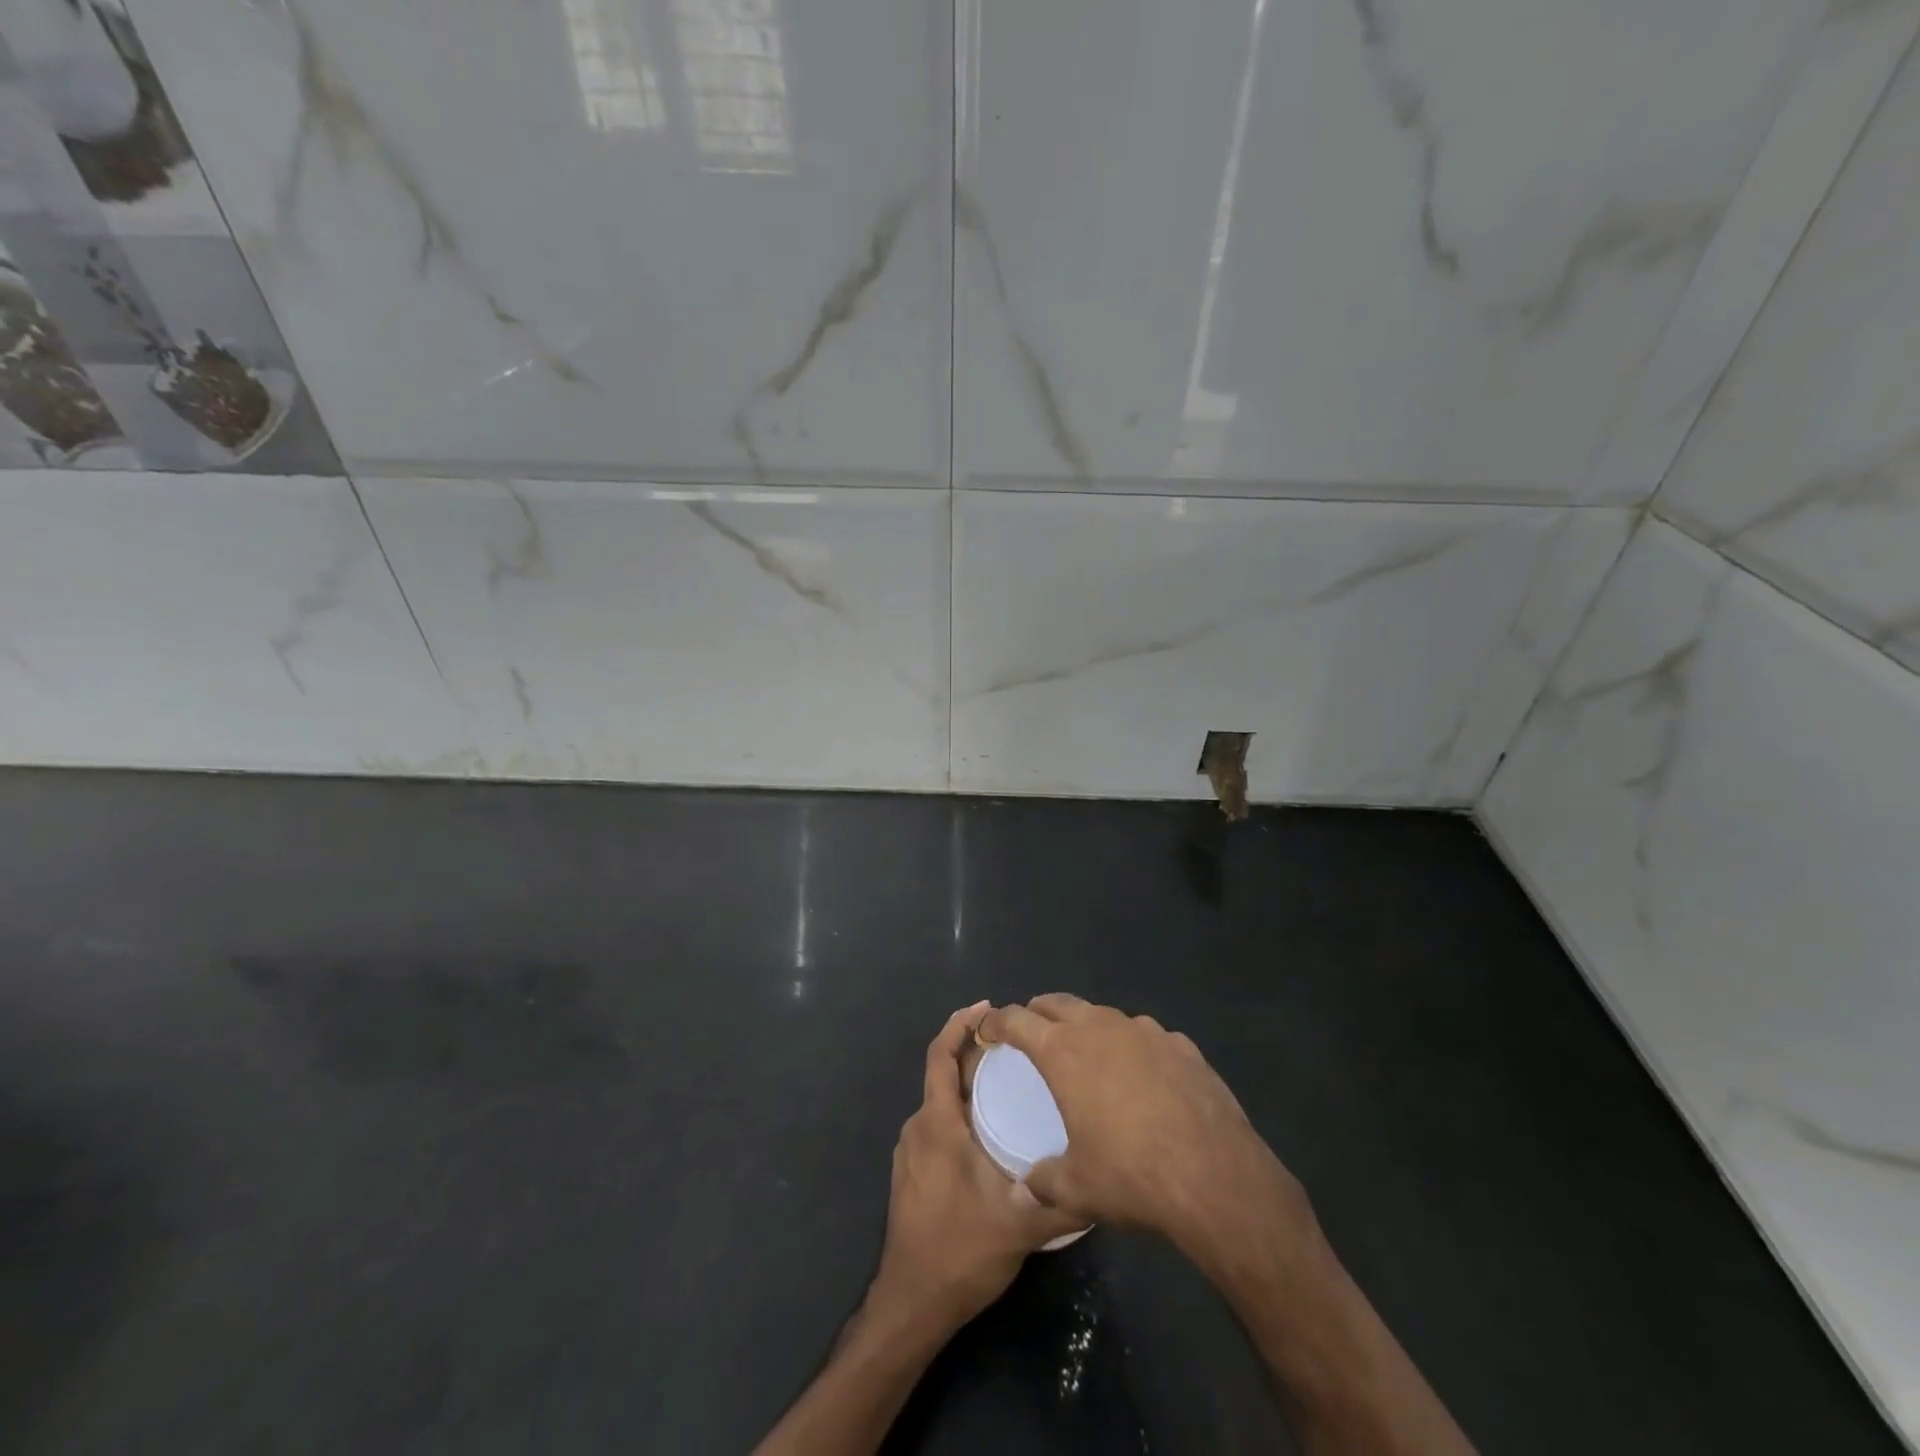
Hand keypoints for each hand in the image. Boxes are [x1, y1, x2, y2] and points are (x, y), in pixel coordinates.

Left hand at [867, 1003, 1084, 1332]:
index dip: (959, 1024)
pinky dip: (958, 1112)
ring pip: (939, 1103)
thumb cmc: (961, 1252)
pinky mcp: (910, 1173)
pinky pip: (936, 1125)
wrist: (912, 1304)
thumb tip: (1101, 1179)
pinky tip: (987, 1131)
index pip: (940, 1056)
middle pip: (942, 1075)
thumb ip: (1062, 1200)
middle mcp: (918, 1128)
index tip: (987, 1007)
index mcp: (937, 1124)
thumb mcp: (1020, 1225)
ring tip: (1007, 1084)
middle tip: (1015, 1048)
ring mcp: (910, 1152)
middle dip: (973, 1054)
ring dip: (966, 1085)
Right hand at [977, 995, 1311, 1261]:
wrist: (1215, 1176)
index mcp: (1064, 1051)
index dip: (996, 1022)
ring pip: (1102, 1015)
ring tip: (1087, 1057)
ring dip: (1086, 1027)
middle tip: (1030, 1034)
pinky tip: (1142, 1079)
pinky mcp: (1180, 1044)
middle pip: (1057, 1002)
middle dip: (1037, 1013)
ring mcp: (1144, 1030)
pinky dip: (1131, 1048)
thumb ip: (1043, 1183)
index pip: (1016, 1019)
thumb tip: (1023, 1191)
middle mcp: (1100, 1027)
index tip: (987, 1031)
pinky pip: (1144, 1036)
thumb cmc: (1132, 1176)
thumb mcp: (1077, 1188)